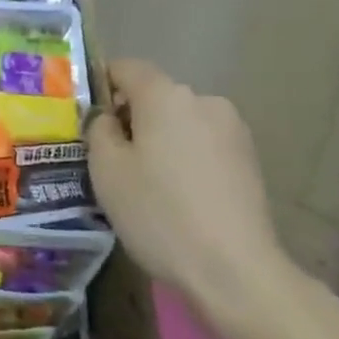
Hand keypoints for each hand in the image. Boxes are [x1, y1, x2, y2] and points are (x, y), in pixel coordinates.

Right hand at [85, 60, 302, 337]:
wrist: (236, 271)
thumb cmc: (159, 213)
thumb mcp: (107, 170)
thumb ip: (99, 130)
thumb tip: (108, 118)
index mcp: (165, 95)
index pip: (125, 67)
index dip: (102, 85)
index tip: (88, 118)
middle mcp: (202, 100)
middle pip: (155, 96)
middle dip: (132, 118)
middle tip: (112, 160)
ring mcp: (232, 129)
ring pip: (180, 122)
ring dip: (161, 139)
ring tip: (148, 184)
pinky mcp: (249, 159)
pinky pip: (203, 144)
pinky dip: (185, 158)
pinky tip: (179, 197)